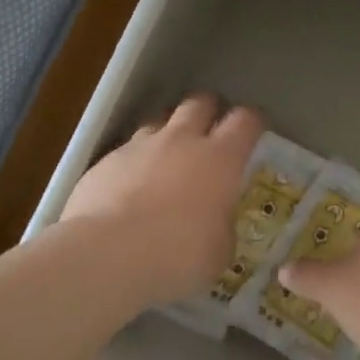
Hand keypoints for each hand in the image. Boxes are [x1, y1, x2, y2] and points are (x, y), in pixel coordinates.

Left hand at [62, 94, 264, 305]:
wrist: (106, 255)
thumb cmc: (177, 255)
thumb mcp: (218, 252)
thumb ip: (221, 227)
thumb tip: (216, 223)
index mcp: (220, 159)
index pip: (245, 121)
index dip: (252, 122)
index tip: (254, 131)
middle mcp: (181, 141)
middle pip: (199, 103)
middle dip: (208, 111)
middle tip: (210, 131)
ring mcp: (139, 147)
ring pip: (159, 121)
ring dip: (168, 134)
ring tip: (167, 158)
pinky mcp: (105, 161)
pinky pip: (126, 151)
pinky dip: (134, 162)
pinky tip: (129, 188)